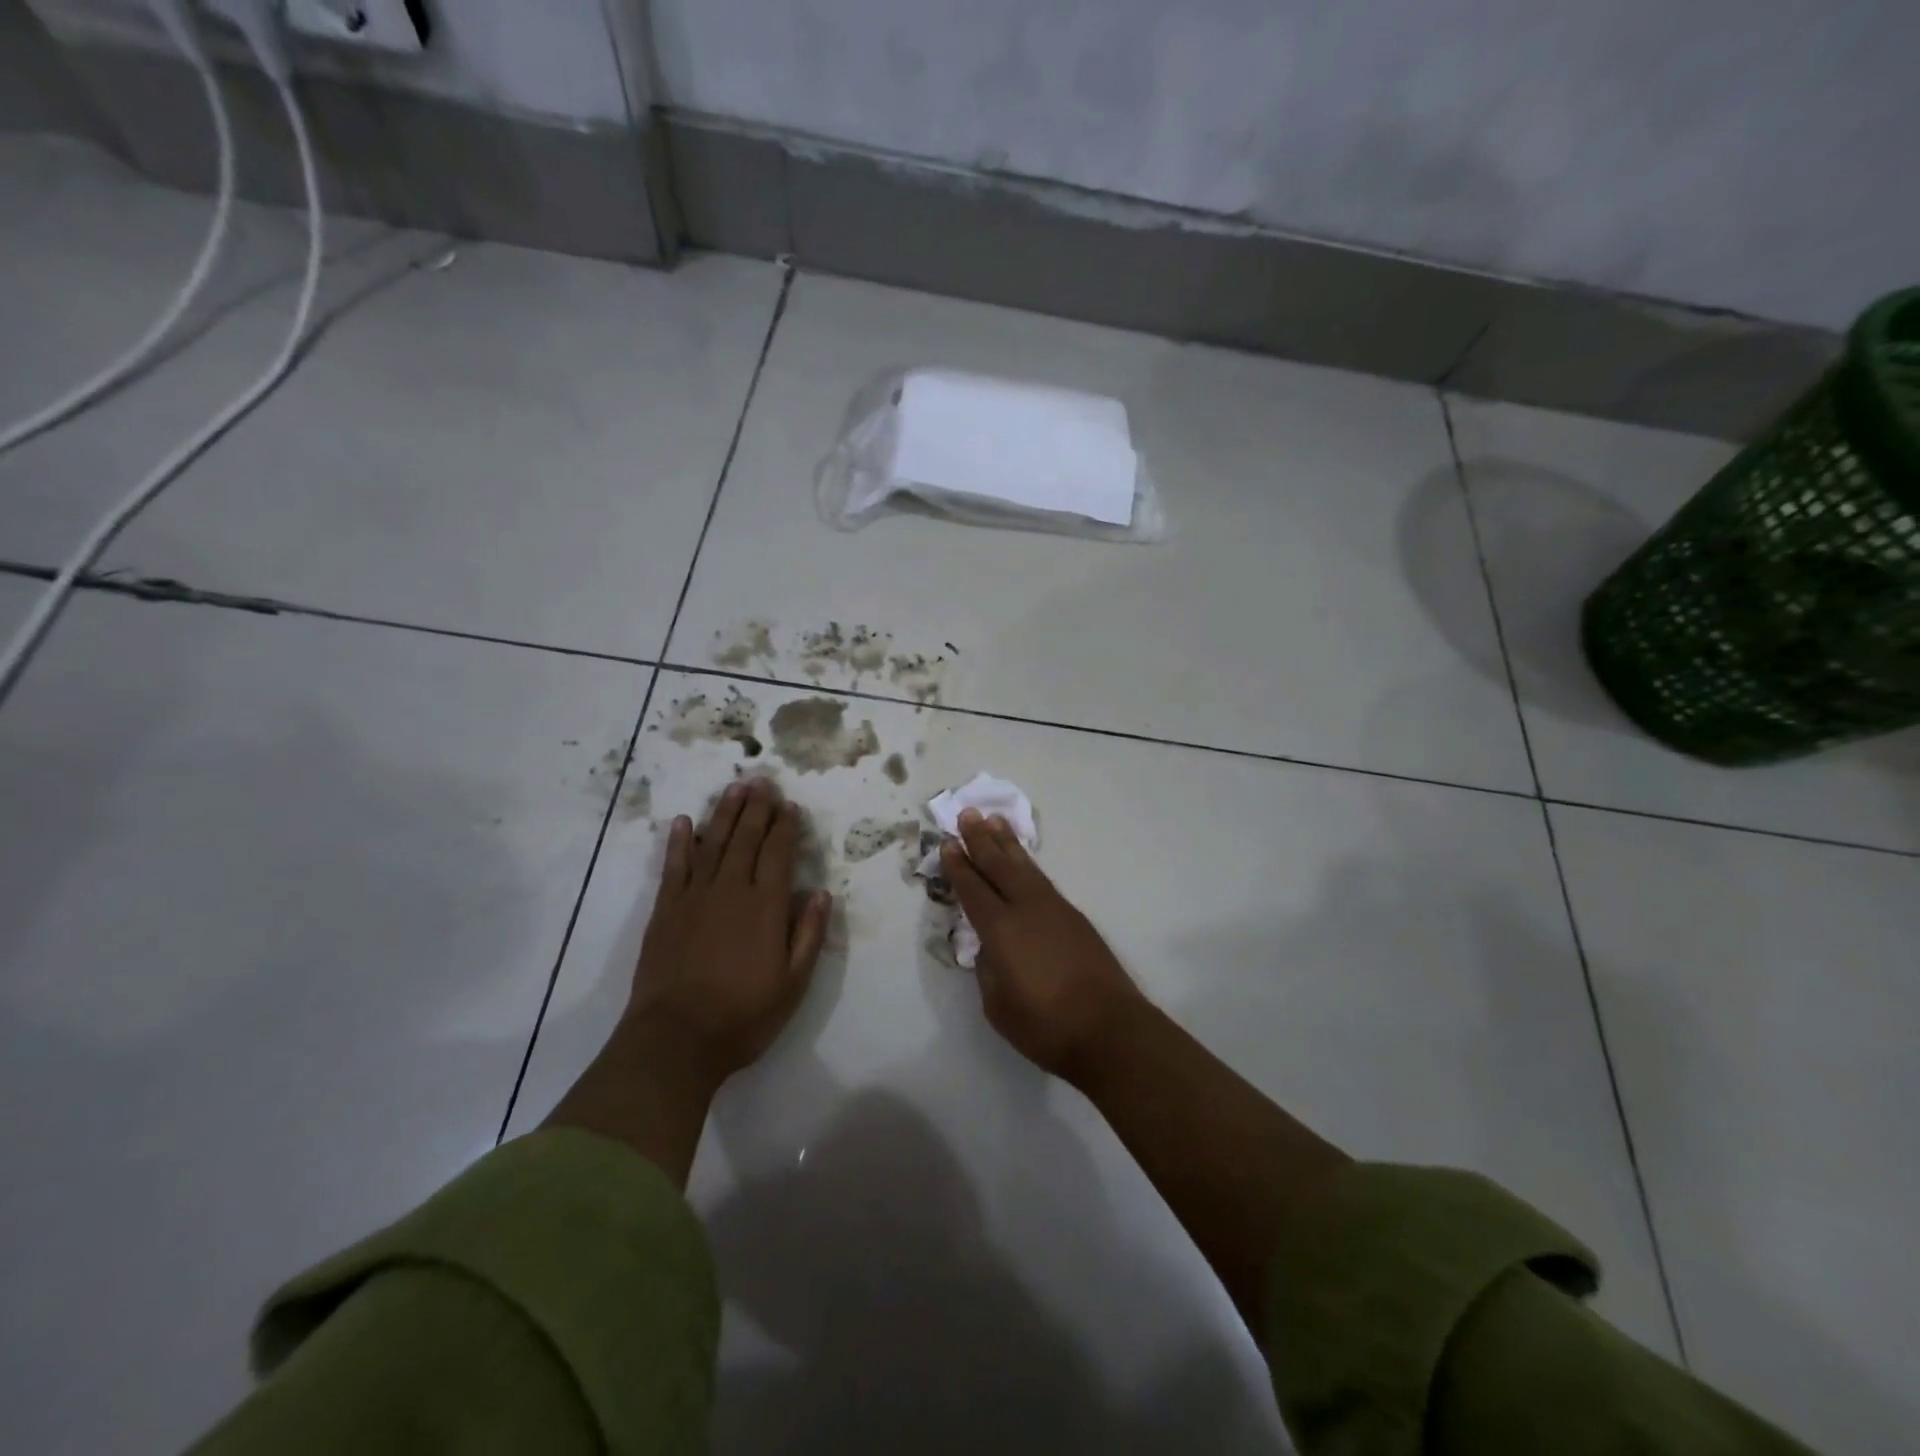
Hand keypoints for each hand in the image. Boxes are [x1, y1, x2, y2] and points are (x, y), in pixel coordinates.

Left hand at [628, 777, 831, 1085]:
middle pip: (746, 839)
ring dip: (725, 814)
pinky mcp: (666, 910)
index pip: (779, 854)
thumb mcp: (792, 984)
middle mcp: (732, 891)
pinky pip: (675, 866)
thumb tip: (821, 893)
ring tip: (735, 788)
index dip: (786, 827)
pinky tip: (686, 822)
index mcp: (766, 907)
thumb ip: (808, 935)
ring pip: (713, 844)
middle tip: (763, 782)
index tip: (790, 806)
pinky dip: (681, 842)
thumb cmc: (743, 1015)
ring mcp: (695, 897)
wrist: (676, 1039)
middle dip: (757, 809)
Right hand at [940, 809, 1146, 1081]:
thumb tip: (989, 946)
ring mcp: (1054, 909)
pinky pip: (1042, 879)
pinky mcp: (1074, 917)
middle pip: (998, 866)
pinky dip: (1028, 863)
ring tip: (994, 821)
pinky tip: (1024, 862)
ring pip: (1024, 867)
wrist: (1109, 1028)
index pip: (973, 890)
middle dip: (980, 840)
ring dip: (1007, 843)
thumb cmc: (1045, 1025)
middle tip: (968, 814)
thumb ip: (988, 969)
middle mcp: (1026, 908)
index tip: (948, 843)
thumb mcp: (997, 1005)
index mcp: (1000, 930)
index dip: (958, 866)